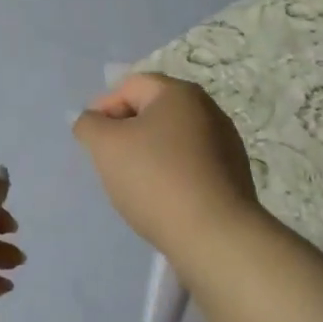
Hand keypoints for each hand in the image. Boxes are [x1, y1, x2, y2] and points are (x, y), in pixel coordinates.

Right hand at [73, 73, 261, 255]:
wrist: (214, 235)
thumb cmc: (155, 179)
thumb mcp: (105, 146)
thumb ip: (89, 124)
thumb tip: (93, 121)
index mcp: (179, 93)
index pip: (129, 86)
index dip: (103, 108)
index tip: (92, 141)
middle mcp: (208, 109)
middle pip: (152, 111)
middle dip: (125, 132)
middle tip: (110, 161)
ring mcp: (225, 142)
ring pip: (171, 139)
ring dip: (147, 153)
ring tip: (134, 184)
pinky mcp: (232, 174)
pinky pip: (189, 163)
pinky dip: (170, 172)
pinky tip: (162, 198)